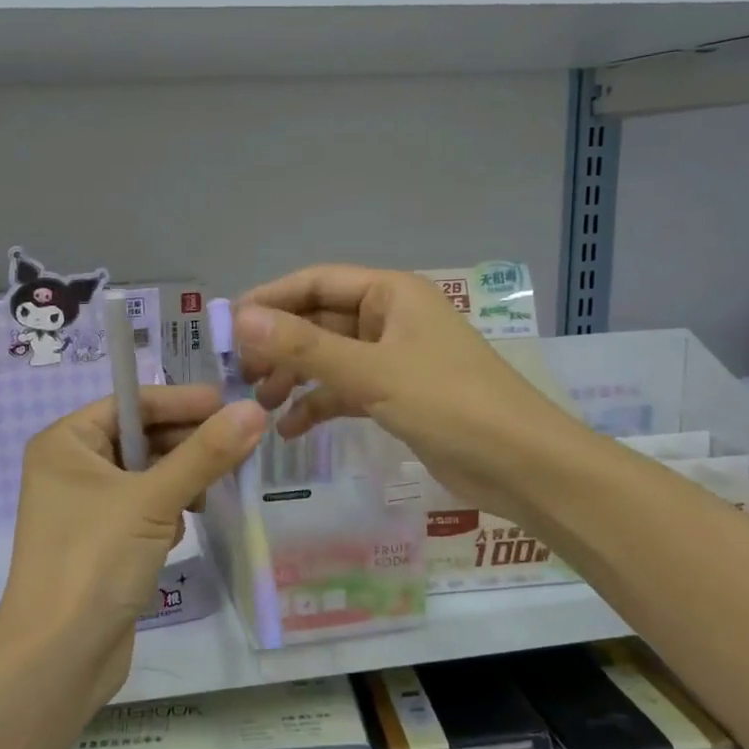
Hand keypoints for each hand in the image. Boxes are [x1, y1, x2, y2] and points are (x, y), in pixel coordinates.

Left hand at [0, 385, 266, 708]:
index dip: (182, 402)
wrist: (57, 659)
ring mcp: (84, 508)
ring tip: (212, 494)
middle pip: (142, 437)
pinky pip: (143, 509)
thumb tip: (254, 410)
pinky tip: (182, 531)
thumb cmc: (94, 562)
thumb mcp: (154, 501)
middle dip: (187, 445)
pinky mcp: (101, 542)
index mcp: (66, 443)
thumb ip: (205, 454)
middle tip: (239, 448)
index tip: (231, 405)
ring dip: (181, 481)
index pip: (132, 403)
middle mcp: (70, 468)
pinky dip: (167, 513)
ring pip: (147, 475)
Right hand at [236, 266, 568, 523]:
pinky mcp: (398, 396)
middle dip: (279, 346)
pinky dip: (319, 405)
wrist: (523, 466)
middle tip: (238, 375)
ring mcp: (395, 358)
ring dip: (295, 378)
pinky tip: (291, 430)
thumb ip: (304, 347)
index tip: (226, 328)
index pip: (315, 282)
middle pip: (320, 321)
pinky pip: (347, 390)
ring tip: (259, 405)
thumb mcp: (372, 373)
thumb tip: (242, 319)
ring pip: (330, 358)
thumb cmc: (450, 404)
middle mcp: (390, 318)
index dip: (270, 300)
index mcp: (390, 294)